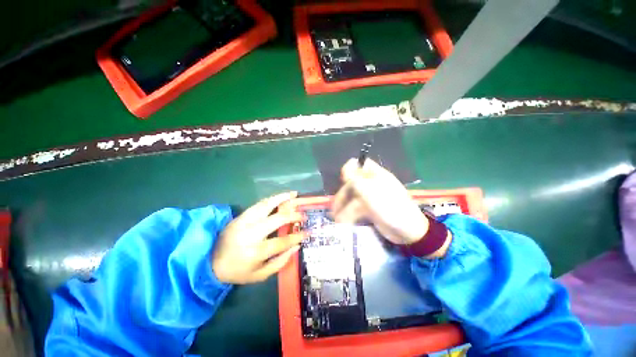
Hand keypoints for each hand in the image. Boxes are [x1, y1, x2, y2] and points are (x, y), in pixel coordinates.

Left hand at [212, 192, 303, 283]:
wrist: (209, 262)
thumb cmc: (237, 271)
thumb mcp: (260, 275)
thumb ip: (280, 262)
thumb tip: (296, 246)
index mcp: (256, 252)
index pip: (282, 241)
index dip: (297, 236)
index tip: (308, 232)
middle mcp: (251, 234)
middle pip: (277, 219)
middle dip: (294, 216)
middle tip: (304, 215)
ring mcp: (244, 222)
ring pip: (267, 205)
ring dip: (282, 198)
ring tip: (294, 194)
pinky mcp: (240, 216)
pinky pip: (259, 204)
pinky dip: (272, 198)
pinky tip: (280, 196)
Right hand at [332, 159, 427, 244]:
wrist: (408, 231)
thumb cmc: (391, 207)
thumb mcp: (372, 192)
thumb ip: (356, 179)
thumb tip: (345, 167)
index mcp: (375, 175)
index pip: (359, 164)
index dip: (350, 169)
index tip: (343, 180)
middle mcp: (371, 183)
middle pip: (351, 184)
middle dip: (342, 195)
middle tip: (334, 208)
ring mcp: (370, 197)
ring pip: (352, 198)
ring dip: (343, 208)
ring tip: (337, 219)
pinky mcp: (369, 209)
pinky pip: (355, 208)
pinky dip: (349, 214)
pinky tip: (344, 222)